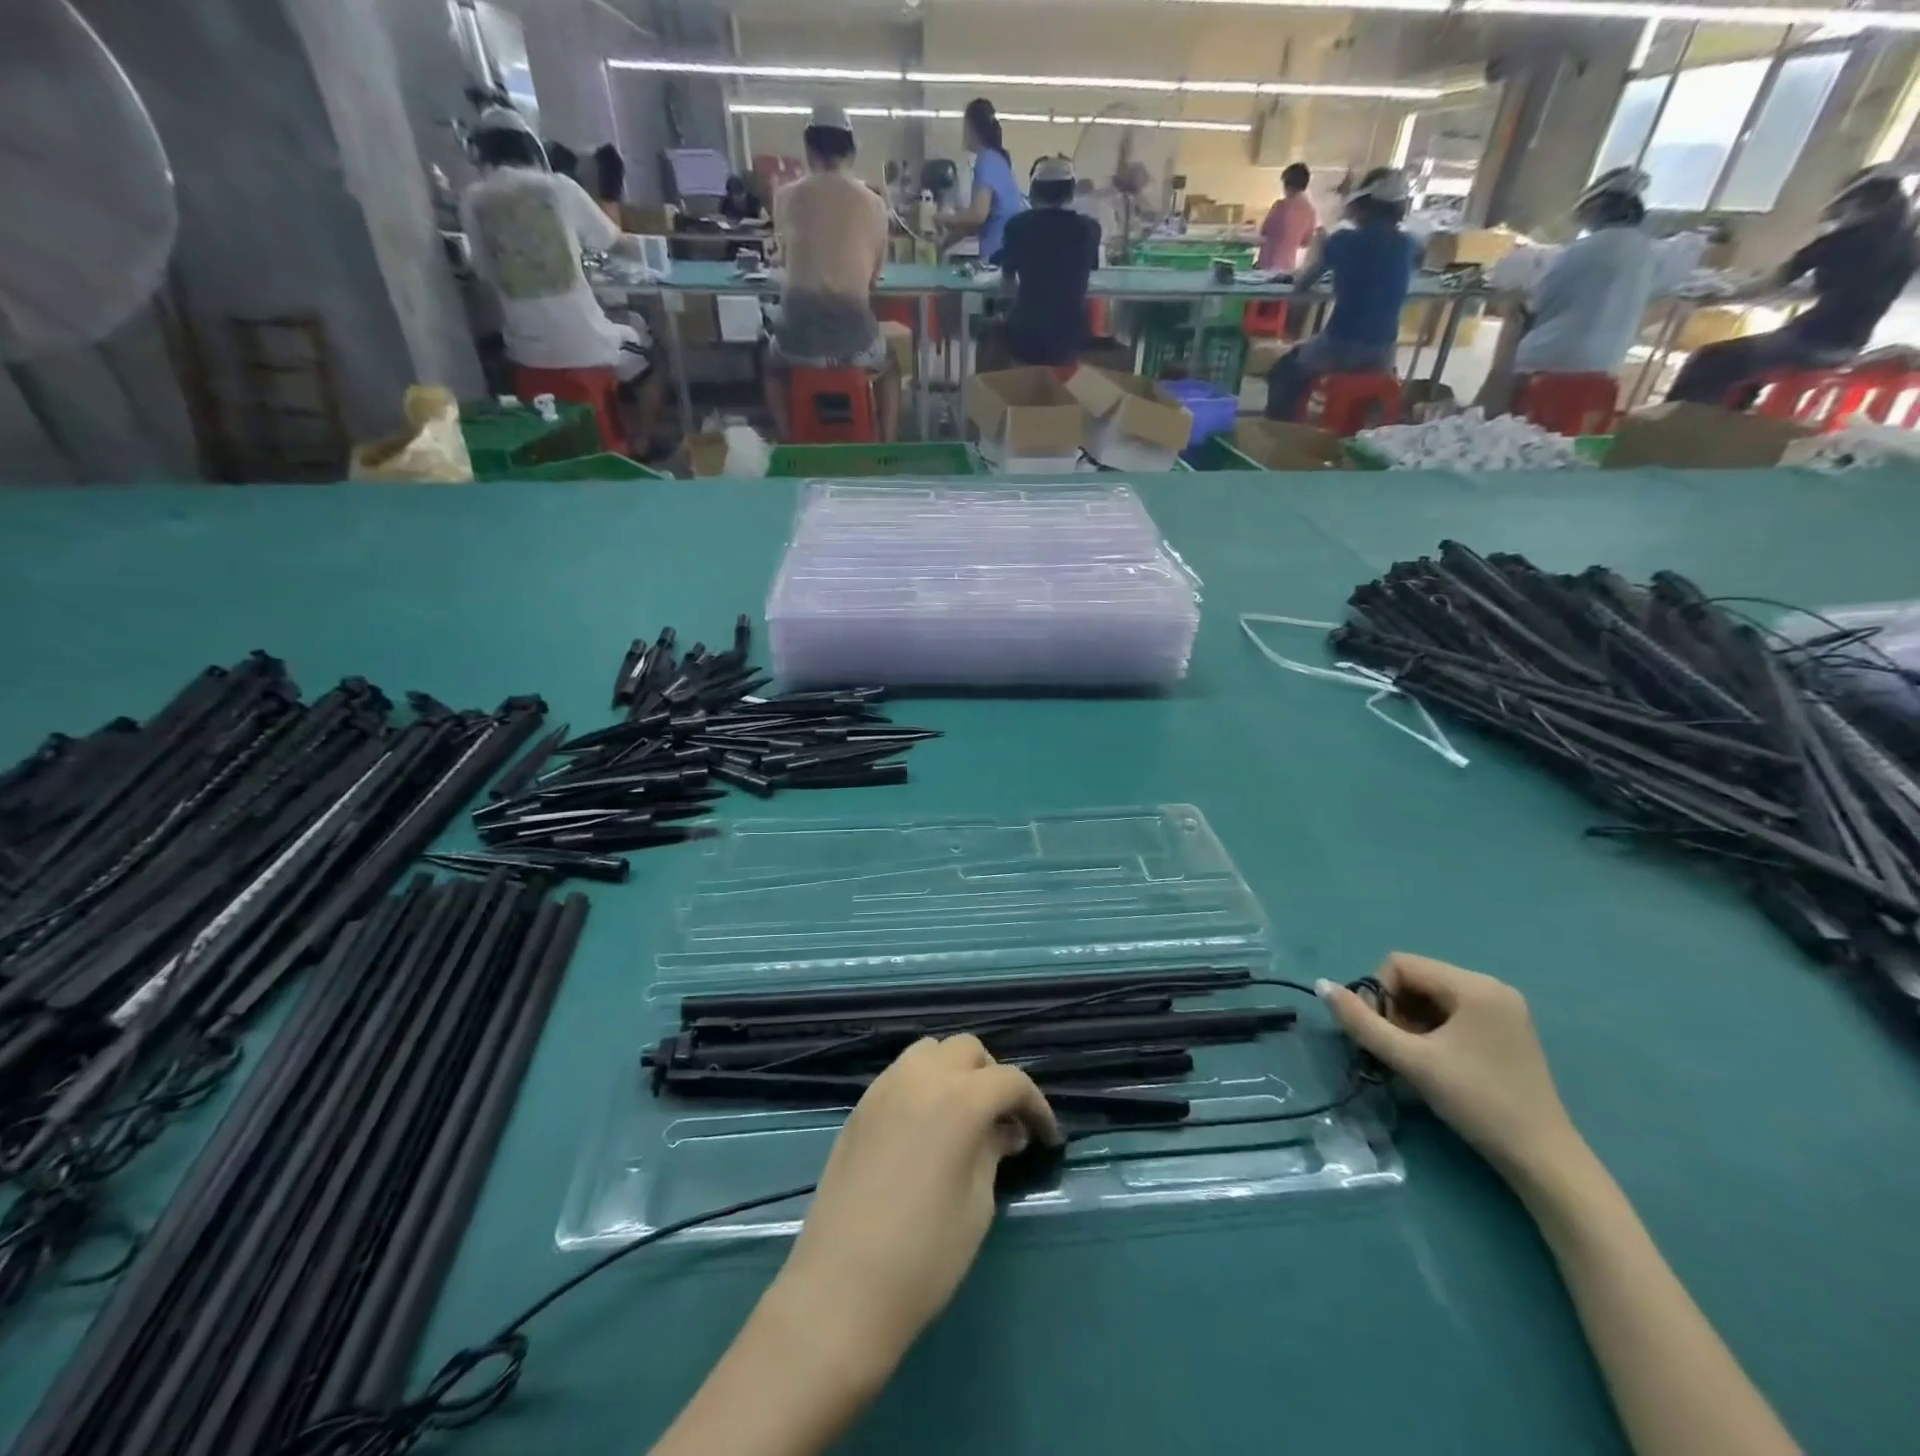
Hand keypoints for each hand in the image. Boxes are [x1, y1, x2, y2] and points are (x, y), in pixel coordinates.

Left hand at [771, 1036, 1059, 1385]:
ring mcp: (885, 1086)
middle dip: (993, 1077)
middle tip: (1004, 1121)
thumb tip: (1004, 1130)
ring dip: (955, 1071)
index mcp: (959, 1099)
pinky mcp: (861, 1105)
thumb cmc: (924, 1255)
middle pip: (968, 1049)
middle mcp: (921, 1077)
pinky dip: (924, 1083)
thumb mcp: (977, 1204)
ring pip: (930, 1051)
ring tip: (965, 1116)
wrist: (840, 1288)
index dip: (1036, 1104)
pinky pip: (902, 1073)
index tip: (1046, 1135)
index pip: (1010, 1080)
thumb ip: (992, 1151)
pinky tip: (928, 1126)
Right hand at [1319, 953, 1581, 1181]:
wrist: (1543, 1160)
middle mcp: (1491, 987)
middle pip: (1417, 978)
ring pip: (1433, 996)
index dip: (1380, 995)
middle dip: (1396, 1010)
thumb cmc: (1476, 1102)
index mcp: (1474, 985)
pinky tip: (1437, 1061)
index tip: (1383, 1035)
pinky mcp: (1506, 1030)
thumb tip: (1321, 985)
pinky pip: (1453, 1012)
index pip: (1400, 965)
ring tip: (1416, 1059)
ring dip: (1412, 1021)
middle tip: (1398, 1050)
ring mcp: (1503, 1009)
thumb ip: (1362, 1022)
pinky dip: (1433, 1030)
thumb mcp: (1412, 1061)